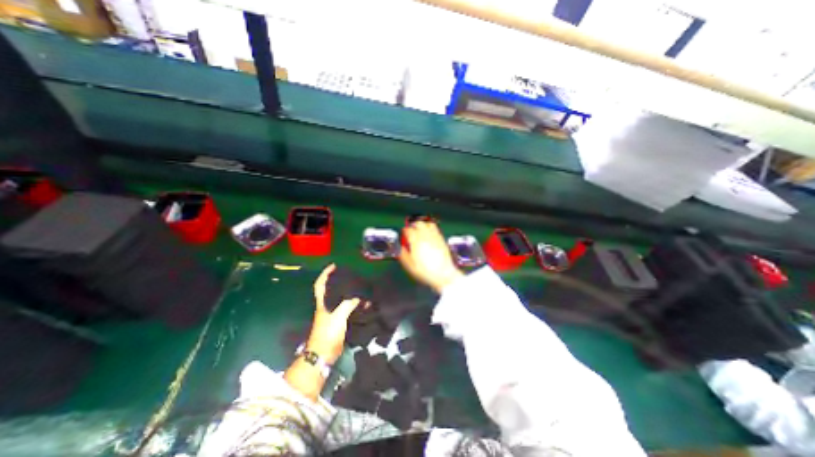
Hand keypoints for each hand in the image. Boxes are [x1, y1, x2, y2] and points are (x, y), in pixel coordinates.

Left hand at [308, 264, 364, 363]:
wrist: (324, 353)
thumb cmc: (328, 333)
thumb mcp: (338, 316)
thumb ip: (348, 304)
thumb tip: (359, 298)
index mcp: (322, 303)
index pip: (320, 285)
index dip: (325, 274)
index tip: (333, 266)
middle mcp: (326, 307)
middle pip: (331, 290)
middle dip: (337, 280)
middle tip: (350, 274)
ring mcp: (332, 315)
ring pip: (340, 299)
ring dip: (348, 292)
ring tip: (359, 286)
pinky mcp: (339, 322)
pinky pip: (347, 309)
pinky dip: (354, 304)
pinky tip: (363, 304)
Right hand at [400, 222, 465, 293]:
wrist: (443, 274)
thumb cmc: (425, 271)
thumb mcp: (409, 265)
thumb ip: (403, 254)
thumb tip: (400, 248)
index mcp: (416, 241)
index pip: (408, 230)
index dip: (404, 231)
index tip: (403, 233)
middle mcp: (425, 236)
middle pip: (418, 223)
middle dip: (413, 225)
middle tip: (411, 229)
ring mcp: (435, 236)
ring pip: (428, 224)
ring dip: (422, 225)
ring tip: (420, 229)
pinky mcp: (441, 239)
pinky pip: (435, 229)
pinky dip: (430, 228)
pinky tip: (429, 233)